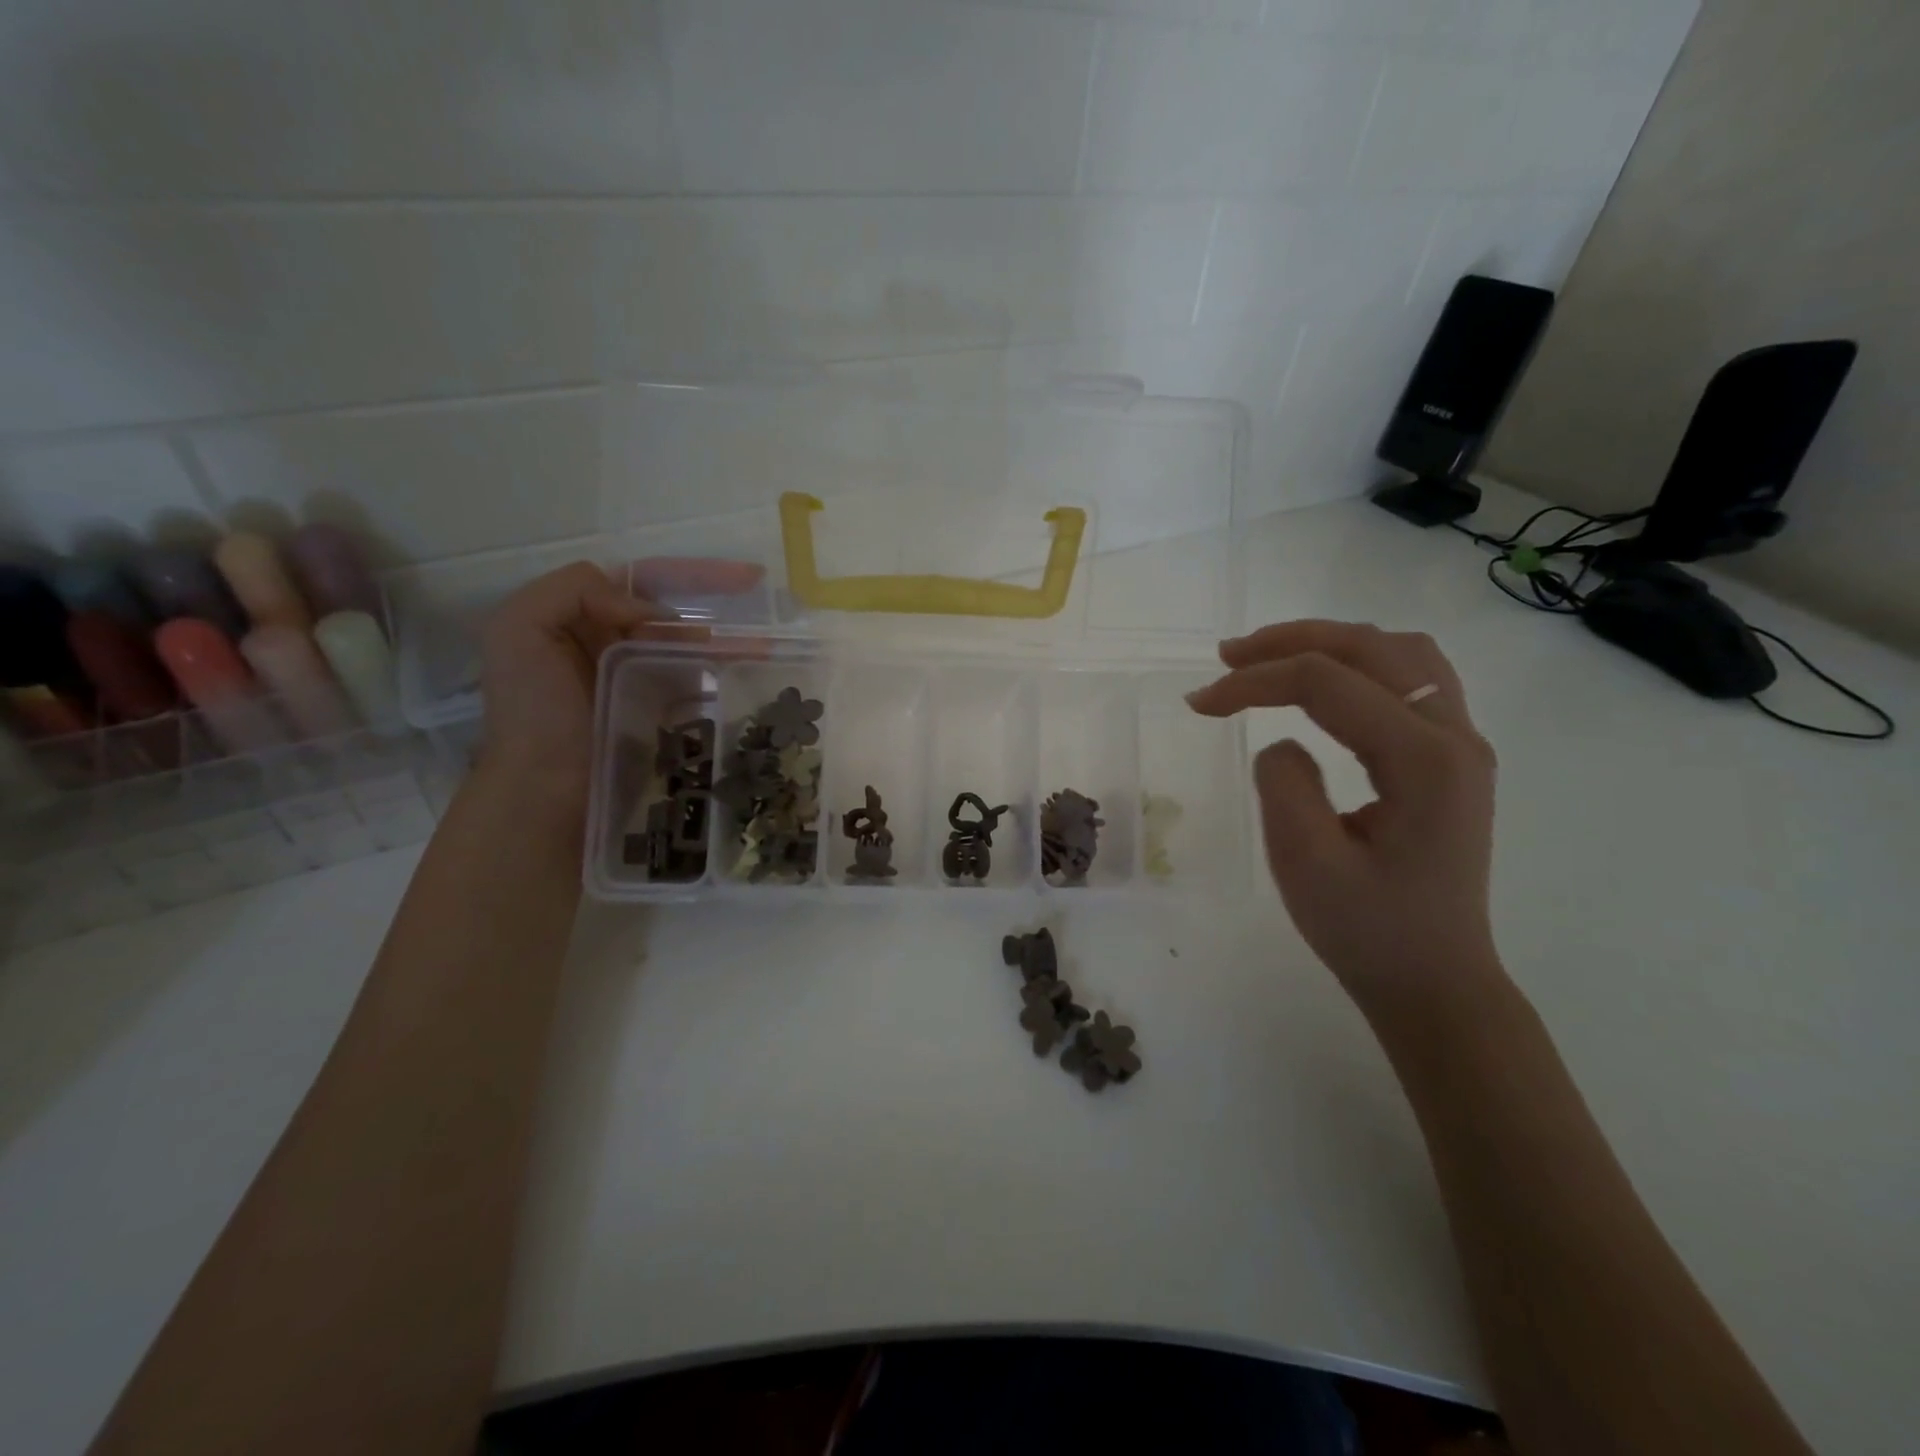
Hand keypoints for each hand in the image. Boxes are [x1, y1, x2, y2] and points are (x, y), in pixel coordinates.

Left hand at [477, 559, 762, 820]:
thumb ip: (572, 590)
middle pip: (677, 613)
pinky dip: (726, 676)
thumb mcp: (519, 630)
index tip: (747, 578)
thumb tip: (650, 613)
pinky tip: (754, 676)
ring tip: (770, 648)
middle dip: (722, 607)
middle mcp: (612, 643)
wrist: (545, 793)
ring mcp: (641, 680)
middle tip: (768, 612)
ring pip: (694, 647)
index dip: (693, 575)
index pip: (644, 582)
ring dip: (733, 642)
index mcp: (579, 618)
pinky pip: (700, 685)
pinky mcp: (662, 716)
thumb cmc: (533, 712)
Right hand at [1186, 621, 1501, 1014]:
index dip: (1255, 682)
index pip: (1329, 685)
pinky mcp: (1452, 757)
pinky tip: (1323, 682)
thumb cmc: (1368, 932)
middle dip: (1291, 642)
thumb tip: (1280, 742)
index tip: (1199, 703)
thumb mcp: (1306, 865)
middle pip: (1370, 648)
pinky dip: (1358, 663)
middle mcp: (1455, 737)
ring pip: (1399, 652)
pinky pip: (1411, 677)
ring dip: (1329, 643)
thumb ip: (1284, 786)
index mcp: (1424, 762)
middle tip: (1227, 658)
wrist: (1434, 981)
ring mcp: (1461, 743)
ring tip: (1270, 658)